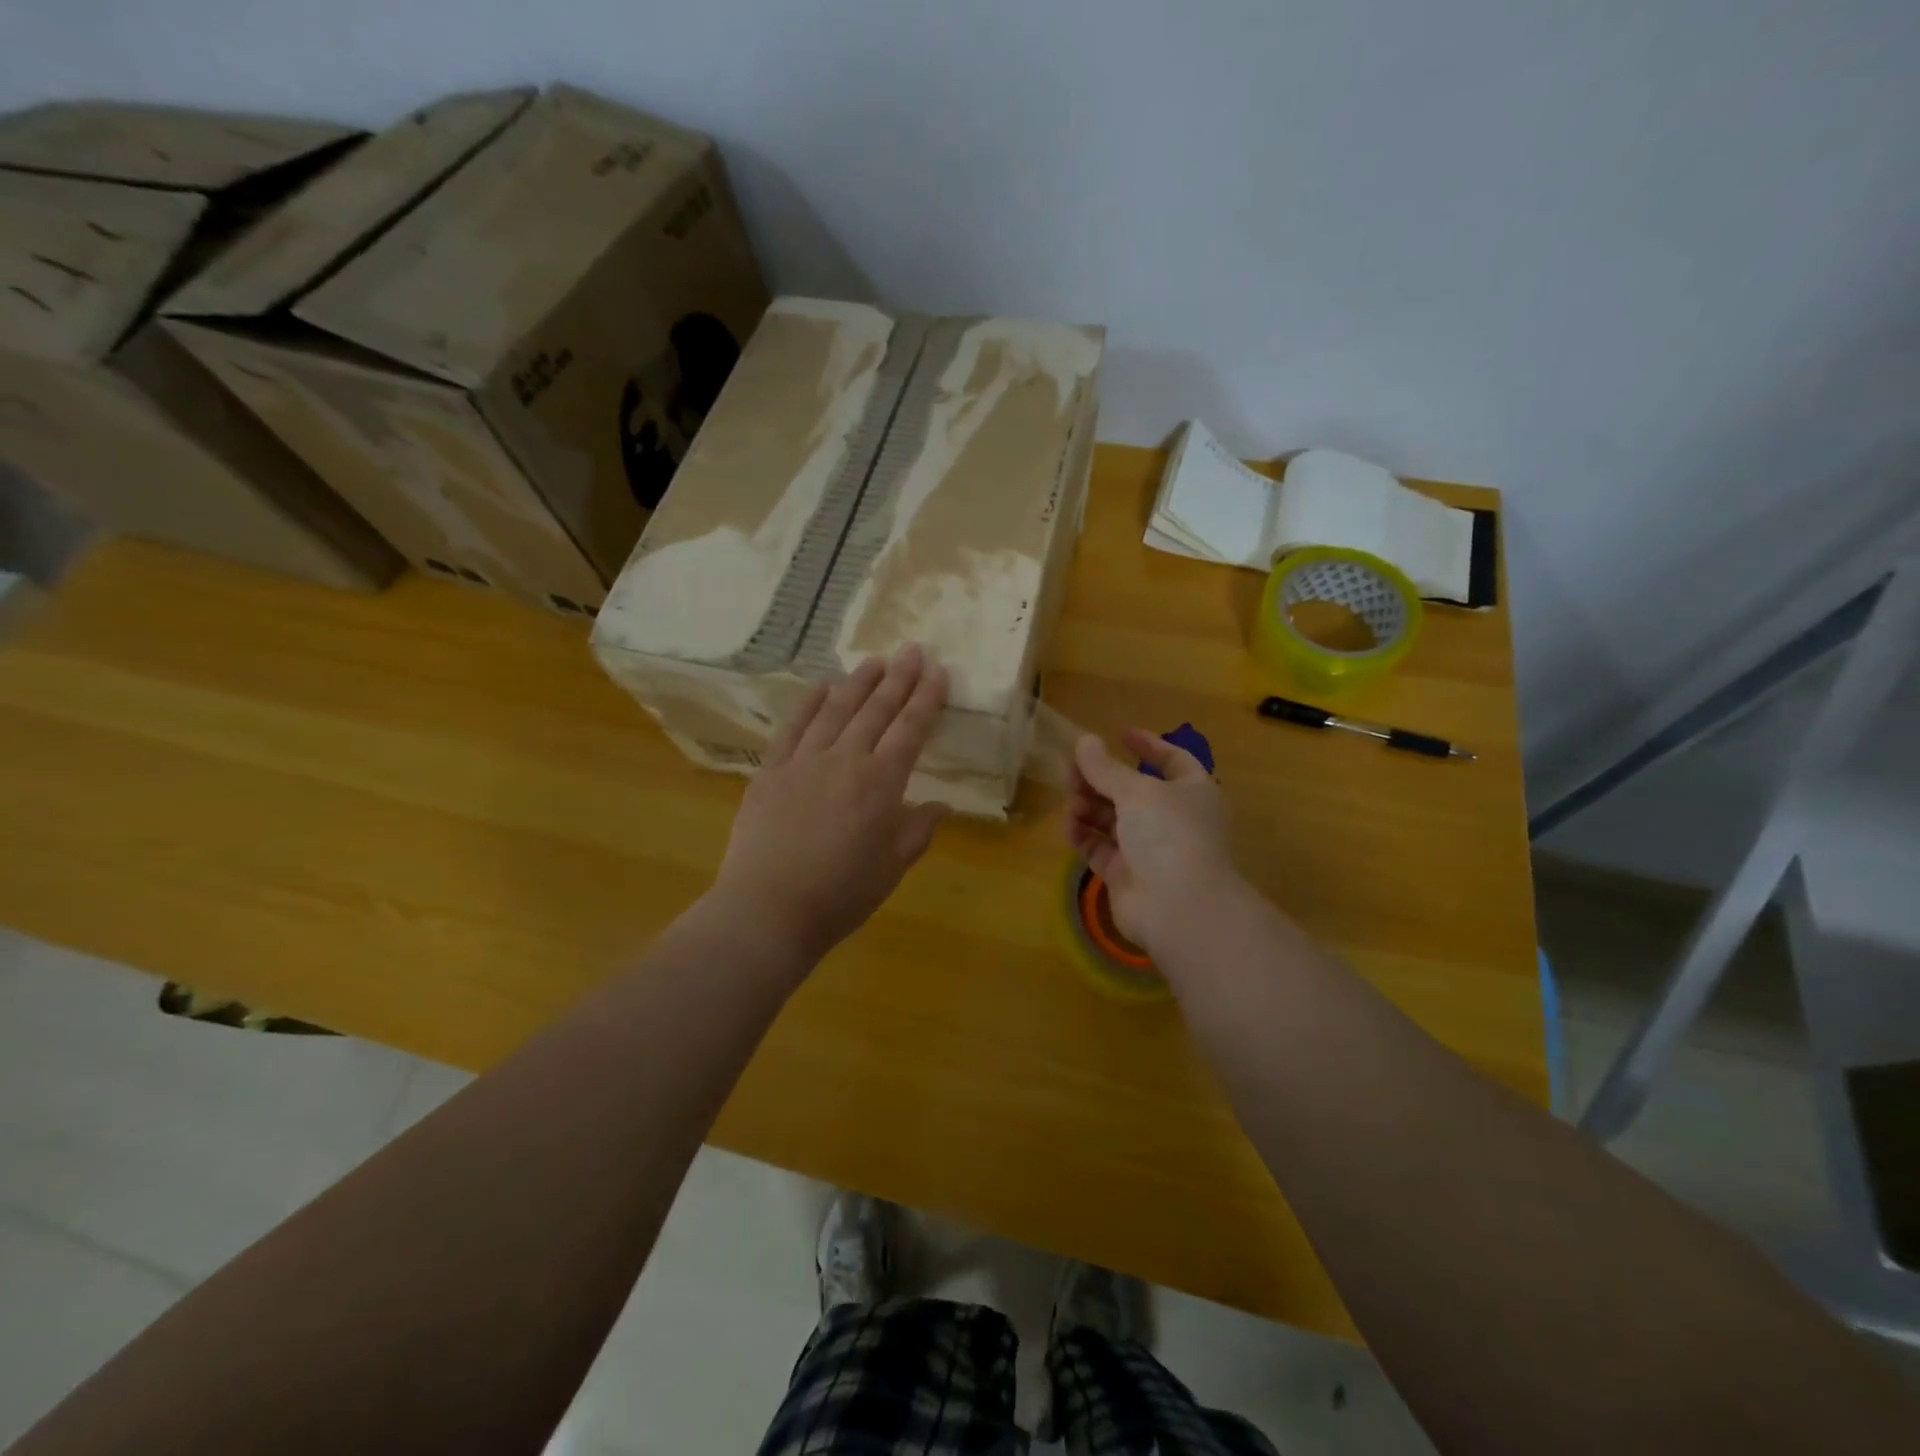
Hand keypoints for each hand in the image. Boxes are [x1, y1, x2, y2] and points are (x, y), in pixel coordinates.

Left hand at [711, 644, 948, 961]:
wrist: (769, 908)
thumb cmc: (841, 894)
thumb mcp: (893, 866)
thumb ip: (918, 829)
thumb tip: (939, 805)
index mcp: (881, 782)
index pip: (910, 729)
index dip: (926, 698)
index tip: (937, 671)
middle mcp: (845, 760)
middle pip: (876, 710)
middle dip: (898, 678)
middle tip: (912, 649)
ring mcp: (804, 761)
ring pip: (836, 710)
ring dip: (858, 682)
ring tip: (874, 660)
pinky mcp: (771, 770)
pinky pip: (793, 727)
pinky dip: (809, 703)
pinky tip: (821, 686)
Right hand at [1065, 730, 1239, 953]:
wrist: (1178, 908)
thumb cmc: (1168, 834)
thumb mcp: (1136, 790)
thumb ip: (1105, 767)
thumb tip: (1084, 740)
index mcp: (1191, 792)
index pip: (1173, 761)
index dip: (1149, 746)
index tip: (1121, 734)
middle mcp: (1173, 819)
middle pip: (1132, 791)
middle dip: (1102, 779)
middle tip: (1071, 771)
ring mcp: (1150, 850)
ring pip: (1113, 819)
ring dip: (1089, 805)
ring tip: (1070, 800)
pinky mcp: (1126, 875)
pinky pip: (1101, 848)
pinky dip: (1085, 835)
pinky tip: (1069, 826)